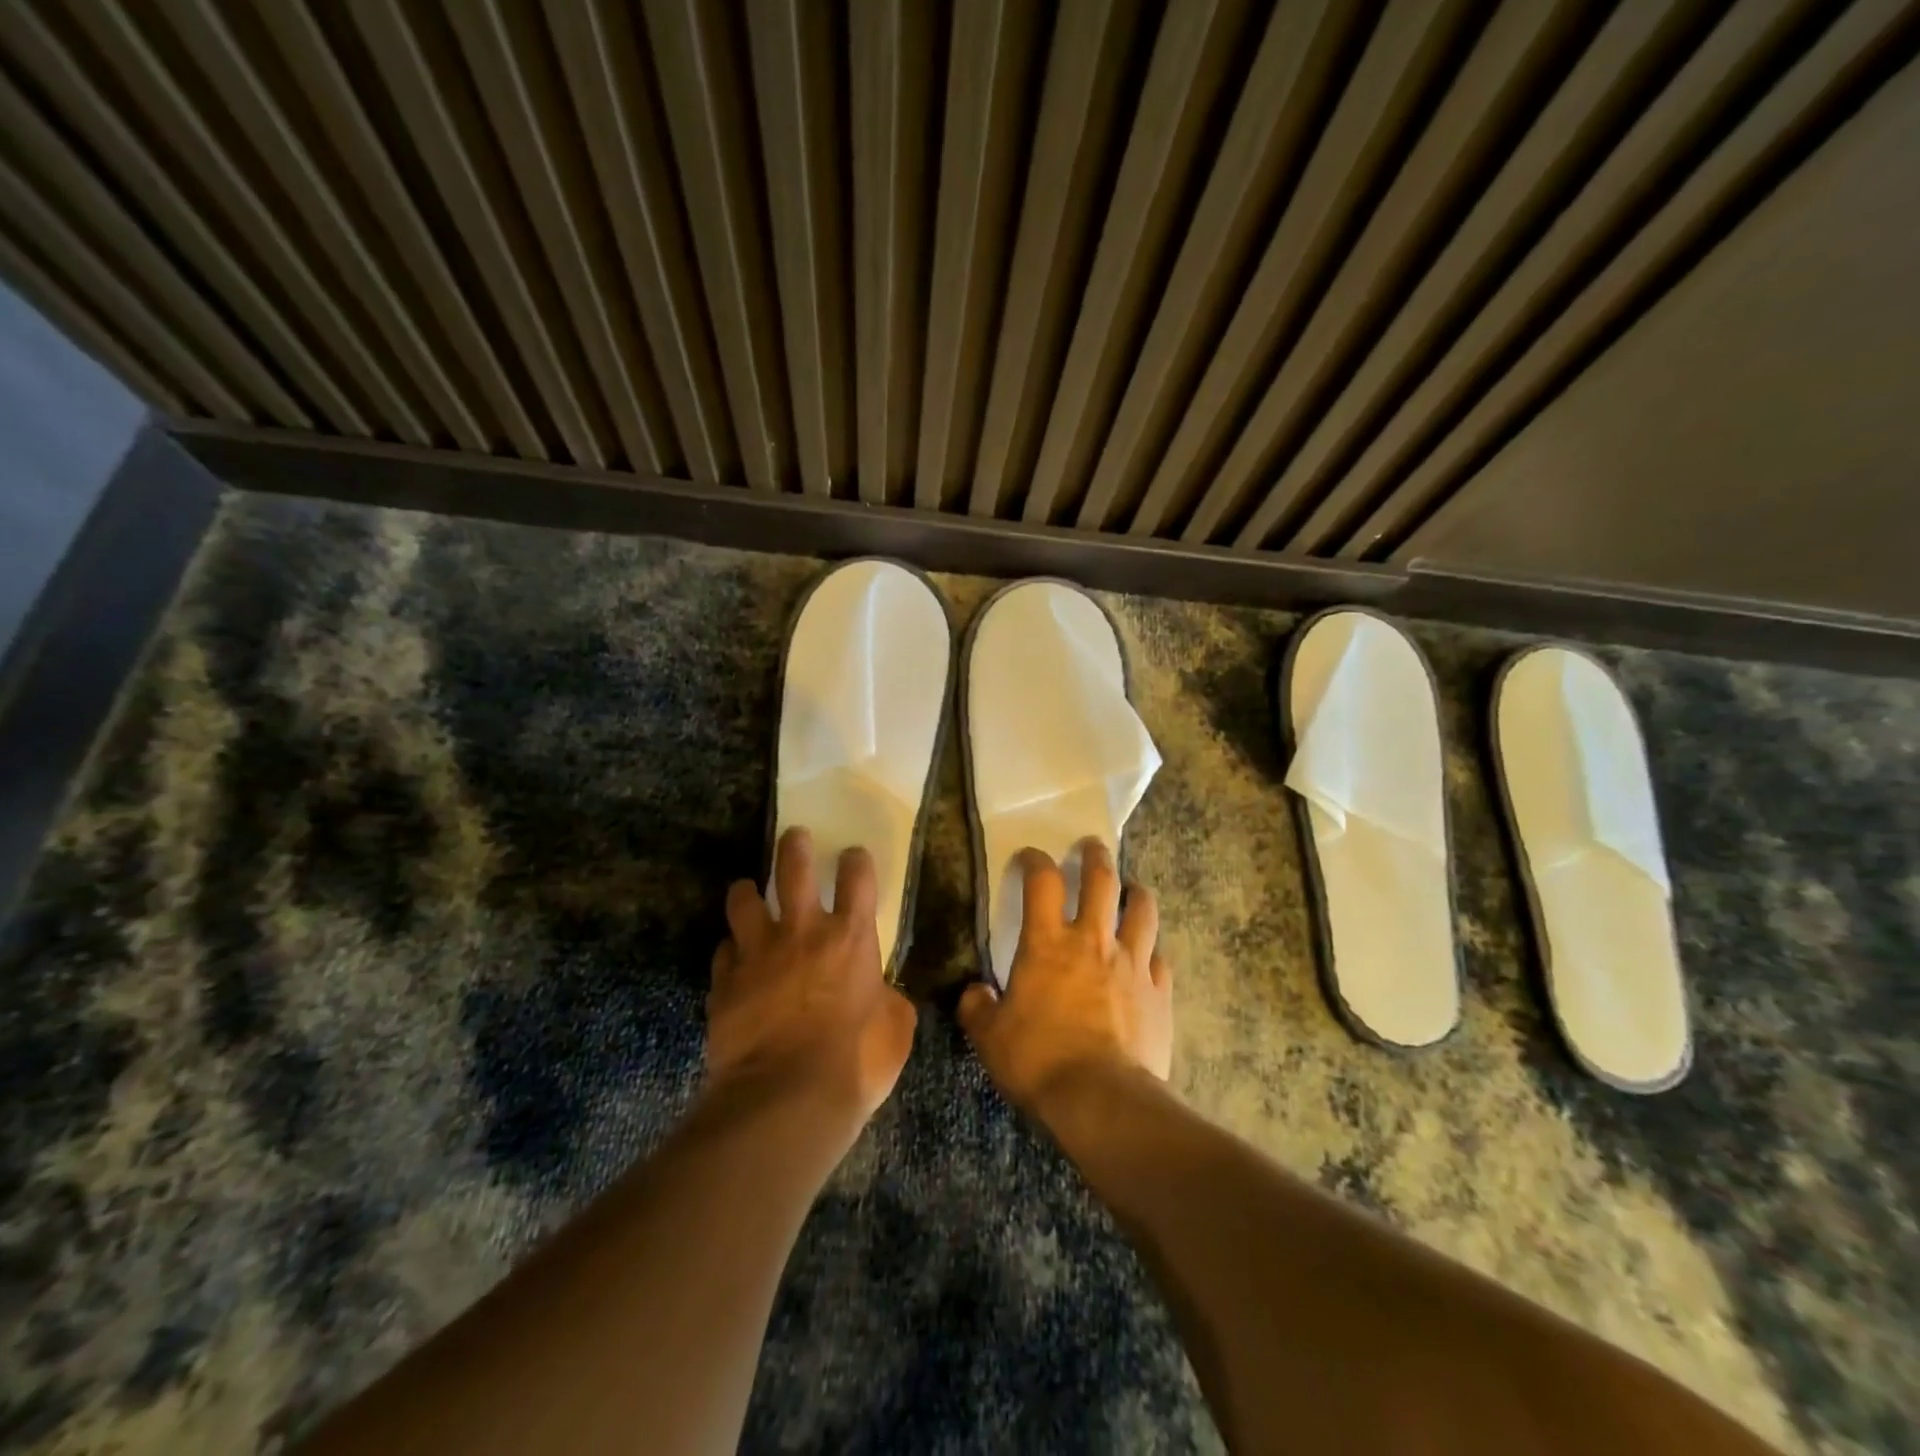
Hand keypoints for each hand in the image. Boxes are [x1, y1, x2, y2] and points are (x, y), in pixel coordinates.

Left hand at [706, 828, 917, 1135]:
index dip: (856, 860)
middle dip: (794, 846)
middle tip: (794, 836)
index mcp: (850, 938)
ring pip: (743, 900)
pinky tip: (735, 958)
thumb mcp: (896, 1030)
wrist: (785, 1100)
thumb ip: (889, 999)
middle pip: (792, 870)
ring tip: (749, 891)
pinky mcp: (724, 983)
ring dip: (747, 892)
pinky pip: (724, 952)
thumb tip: (881, 993)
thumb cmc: (854, 1063)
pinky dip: (732, 950)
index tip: (853, 856)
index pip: (857, 878)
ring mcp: (757, 955)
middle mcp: (801, 933)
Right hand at [958, 840, 1172, 1113]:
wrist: (1101, 1099)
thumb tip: (974, 993)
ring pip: (1143, 910)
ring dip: (1137, 893)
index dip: (1036, 861)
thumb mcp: (990, 1037)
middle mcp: (1093, 940)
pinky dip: (1152, 950)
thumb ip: (977, 1008)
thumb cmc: (1038, 1060)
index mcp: (1048, 943)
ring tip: (1132, 890)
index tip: (1031, 856)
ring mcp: (1132, 963)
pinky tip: (1148, 955)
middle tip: (1092, 847)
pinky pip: (1160, 958)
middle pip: (1103, 880)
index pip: (1042, 881)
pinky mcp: (1159, 992)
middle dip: (1096, 857)